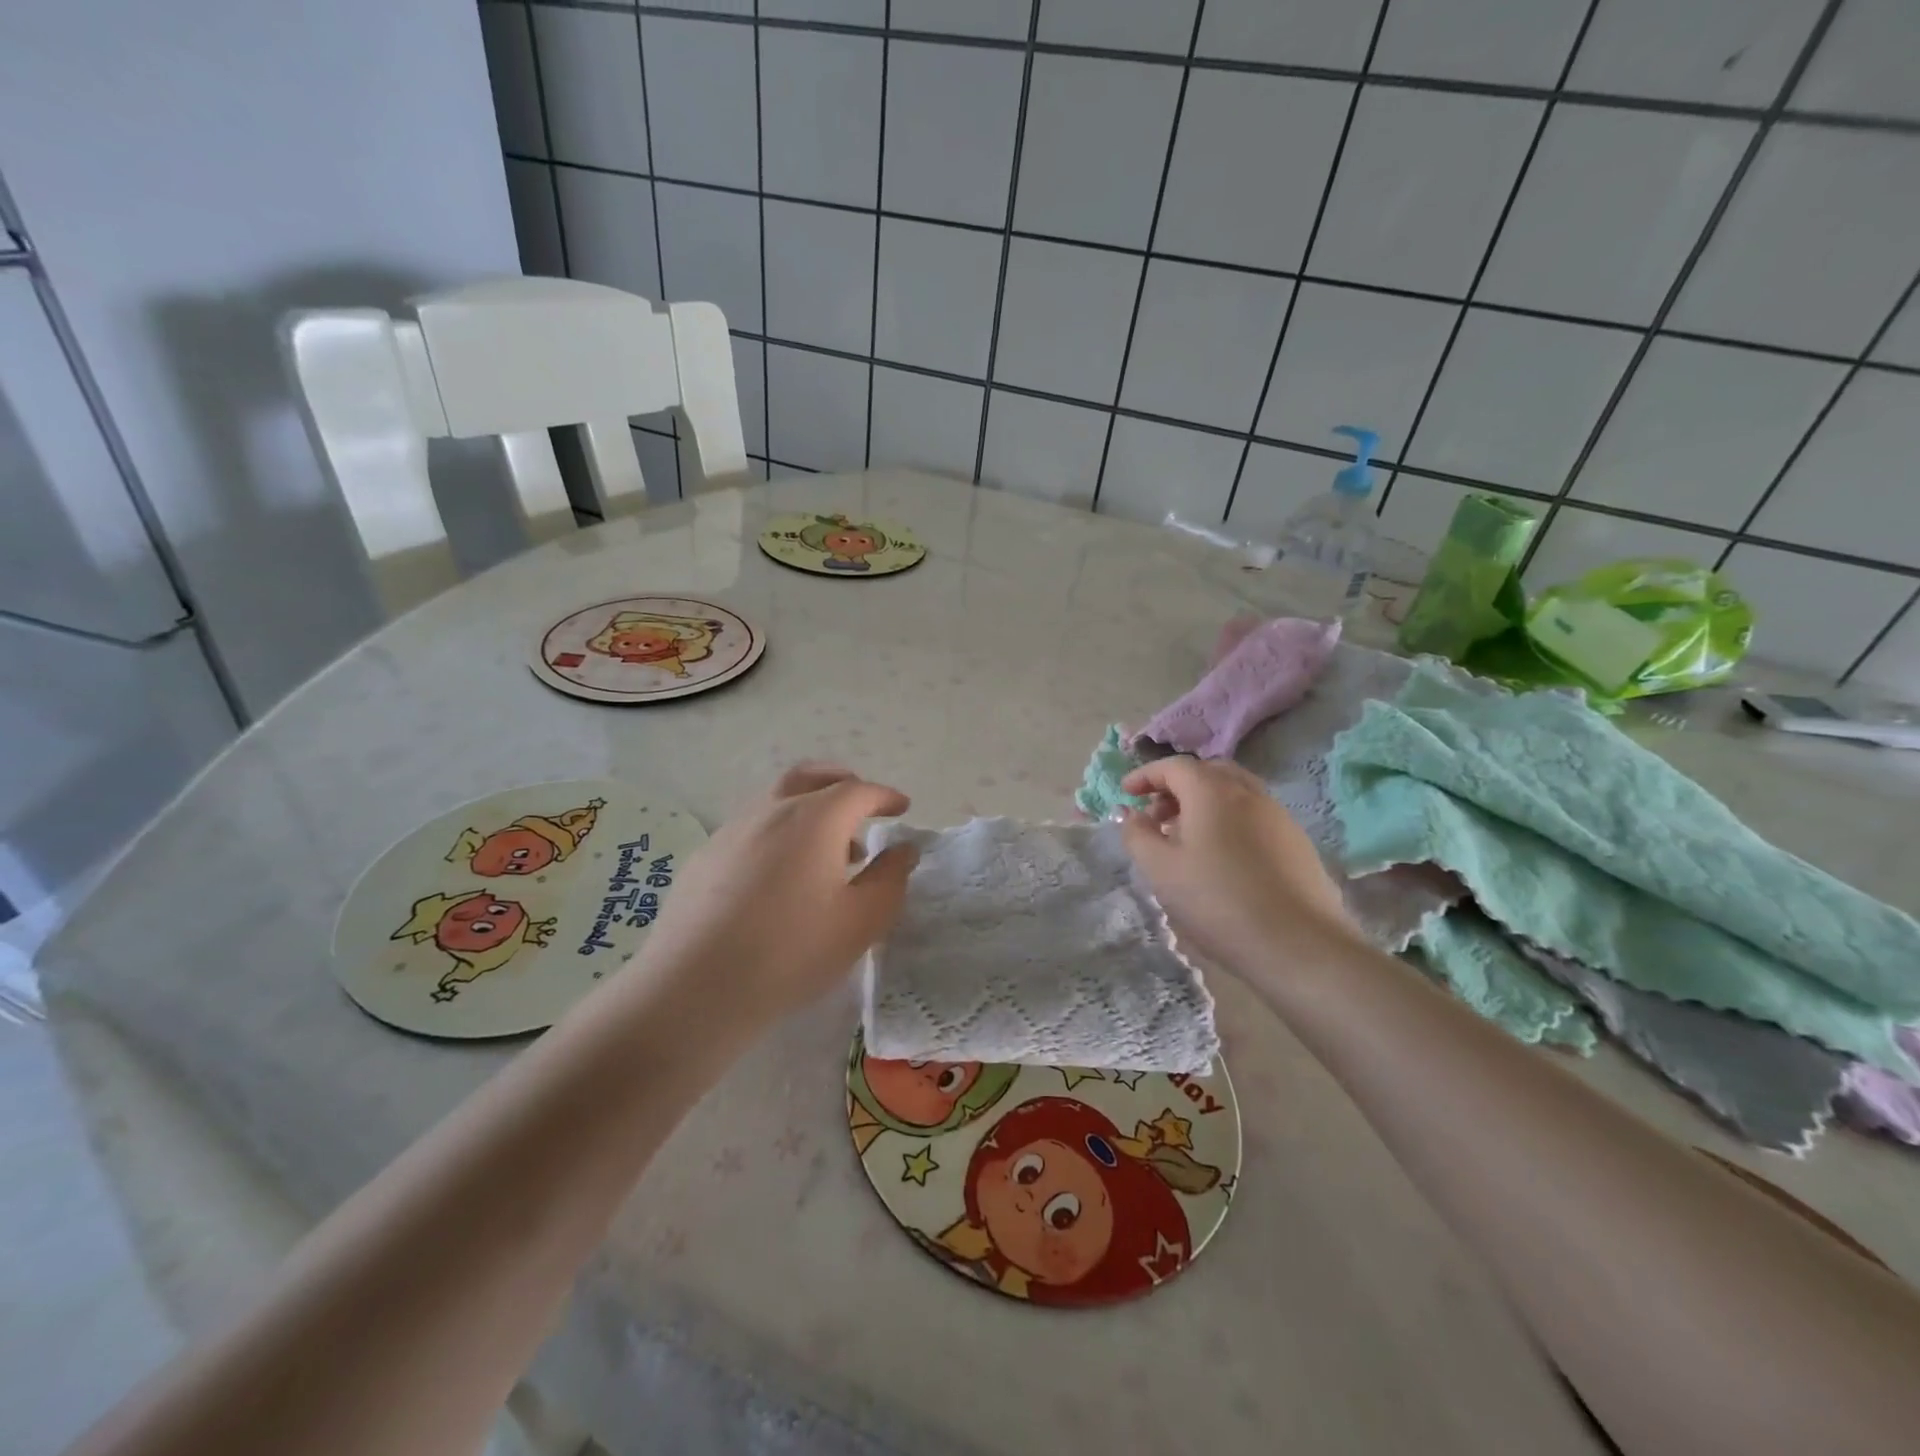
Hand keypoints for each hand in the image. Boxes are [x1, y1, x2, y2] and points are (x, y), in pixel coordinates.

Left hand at [629, 763, 918, 1029]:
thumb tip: (903, 849)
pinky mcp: (704, 858)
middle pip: (810, 777)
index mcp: (814, 819)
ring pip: (777, 801)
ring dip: (809, 811)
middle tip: (862, 805)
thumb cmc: (791, 952)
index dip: (884, 796)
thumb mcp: (861, 921)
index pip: (858, 791)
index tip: (901, 808)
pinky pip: (751, 829)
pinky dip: (778, 834)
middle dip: (842, 782)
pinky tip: (779, 878)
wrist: (694, 988)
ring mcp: (731, 831)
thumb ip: (890, 878)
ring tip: (827, 853)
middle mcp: (771, 811)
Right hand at [1118, 757, 1359, 972]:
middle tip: (1156, 815)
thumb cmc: (1217, 901)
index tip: (1126, 793)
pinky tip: (1221, 858)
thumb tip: (1129, 813)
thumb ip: (1137, 834)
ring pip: (1234, 793)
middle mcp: (1248, 792)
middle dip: (1176, 787)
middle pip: (1207, 773)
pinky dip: (1228, 821)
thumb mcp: (1161, 869)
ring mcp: (1278, 815)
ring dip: (1203, 804)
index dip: (1146, 775)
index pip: (1174, 766)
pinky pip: (1253, 816)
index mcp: (1212, 791)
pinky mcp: (1296, 842)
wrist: (1298, 944)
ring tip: (1185, 839)